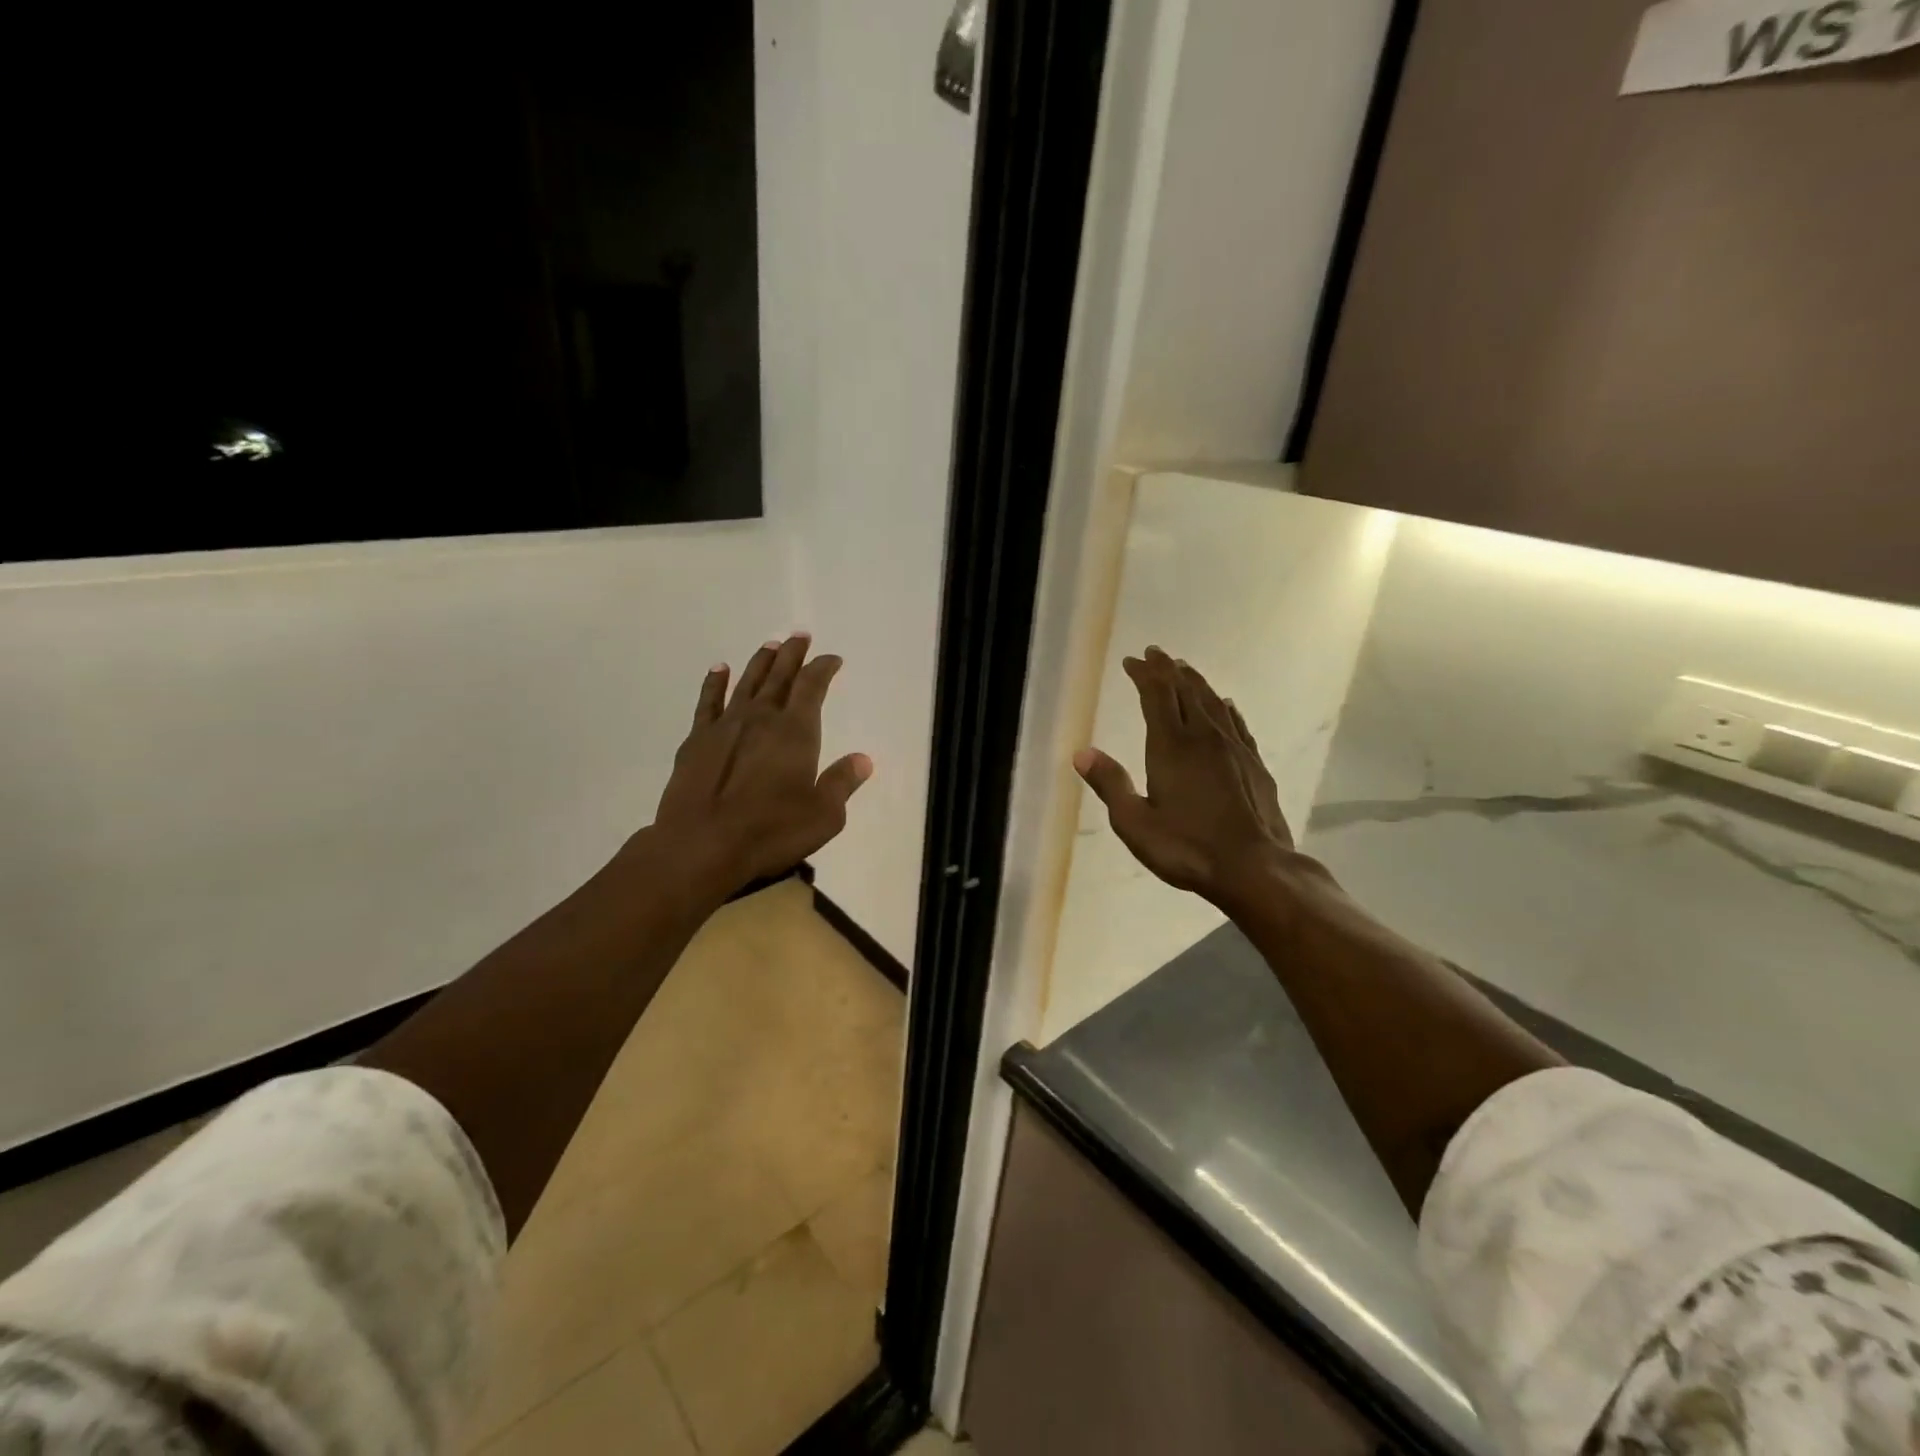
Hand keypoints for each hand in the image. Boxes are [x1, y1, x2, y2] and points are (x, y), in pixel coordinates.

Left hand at [647, 632, 872, 898]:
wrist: (701, 846)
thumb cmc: (770, 832)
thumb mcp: (823, 815)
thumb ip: (842, 783)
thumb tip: (863, 759)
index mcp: (795, 732)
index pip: (813, 687)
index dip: (823, 669)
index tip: (832, 659)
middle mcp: (761, 719)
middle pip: (780, 676)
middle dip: (792, 655)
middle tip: (800, 636)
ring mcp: (725, 727)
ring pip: (746, 683)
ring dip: (760, 662)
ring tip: (770, 645)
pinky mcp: (696, 741)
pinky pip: (708, 702)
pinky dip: (715, 683)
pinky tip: (719, 669)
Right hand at [1074, 647, 1295, 906]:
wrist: (1254, 868)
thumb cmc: (1187, 848)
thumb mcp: (1135, 823)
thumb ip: (1110, 784)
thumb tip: (1082, 753)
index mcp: (1171, 746)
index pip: (1157, 695)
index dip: (1144, 674)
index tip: (1132, 661)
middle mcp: (1204, 737)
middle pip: (1186, 691)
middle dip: (1168, 670)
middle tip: (1156, 655)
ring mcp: (1234, 749)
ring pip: (1213, 702)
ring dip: (1196, 682)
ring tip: (1185, 670)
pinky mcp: (1255, 764)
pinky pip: (1237, 723)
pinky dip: (1225, 708)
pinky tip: (1226, 706)